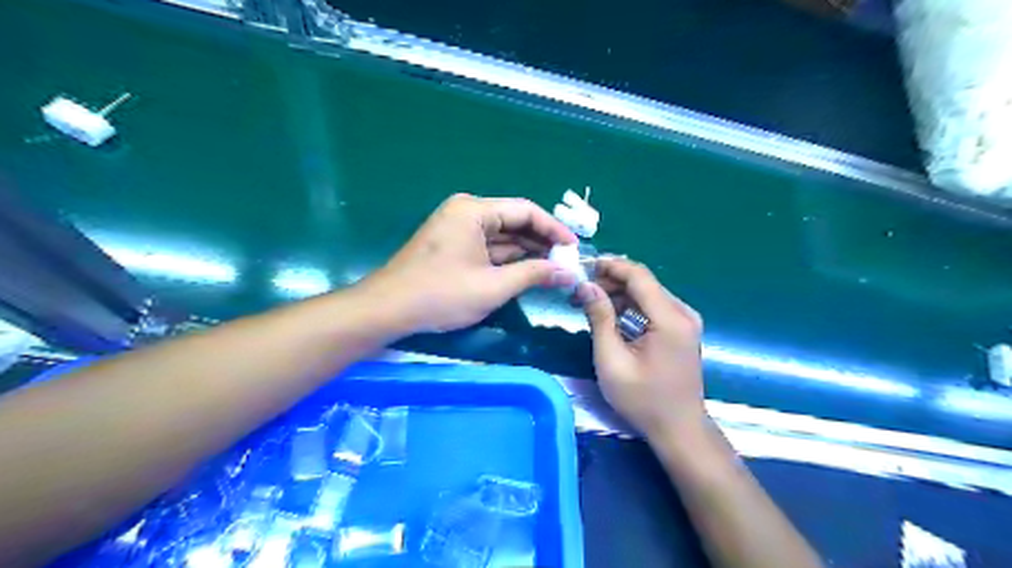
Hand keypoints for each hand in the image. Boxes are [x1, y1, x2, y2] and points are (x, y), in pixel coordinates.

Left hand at [362, 196, 576, 337]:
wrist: (389, 310)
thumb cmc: (442, 294)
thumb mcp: (494, 286)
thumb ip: (534, 274)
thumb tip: (567, 272)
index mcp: (475, 210)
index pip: (526, 211)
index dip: (554, 229)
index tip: (574, 248)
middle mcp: (466, 212)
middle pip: (514, 221)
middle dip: (541, 242)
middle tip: (566, 262)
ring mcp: (457, 228)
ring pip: (501, 235)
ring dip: (525, 252)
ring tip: (553, 269)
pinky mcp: (452, 245)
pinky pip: (487, 246)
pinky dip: (507, 259)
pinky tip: (527, 271)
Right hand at [571, 257, 705, 438]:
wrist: (679, 429)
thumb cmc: (643, 400)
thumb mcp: (612, 360)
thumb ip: (600, 318)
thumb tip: (586, 286)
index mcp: (669, 319)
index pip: (639, 275)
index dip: (610, 266)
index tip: (583, 267)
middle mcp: (682, 312)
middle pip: (643, 282)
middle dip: (610, 281)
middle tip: (580, 291)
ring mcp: (685, 321)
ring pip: (647, 293)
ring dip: (618, 294)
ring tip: (588, 303)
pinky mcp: (681, 330)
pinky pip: (653, 307)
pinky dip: (630, 306)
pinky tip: (610, 316)